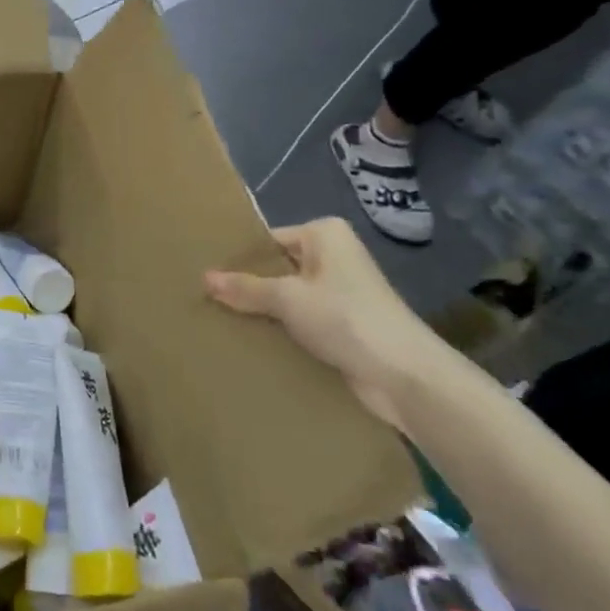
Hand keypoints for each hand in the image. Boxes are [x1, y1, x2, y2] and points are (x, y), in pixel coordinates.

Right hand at [205, 217, 434, 431]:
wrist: (404, 376)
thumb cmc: (345, 318)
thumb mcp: (287, 298)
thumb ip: (245, 287)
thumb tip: (205, 278)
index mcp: (324, 234)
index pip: (268, 240)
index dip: (239, 259)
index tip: (207, 276)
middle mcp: (334, 257)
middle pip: (278, 268)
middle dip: (249, 287)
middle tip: (206, 299)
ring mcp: (341, 292)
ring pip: (288, 297)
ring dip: (264, 312)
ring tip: (221, 321)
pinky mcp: (344, 325)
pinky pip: (302, 321)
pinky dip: (282, 330)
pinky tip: (251, 342)